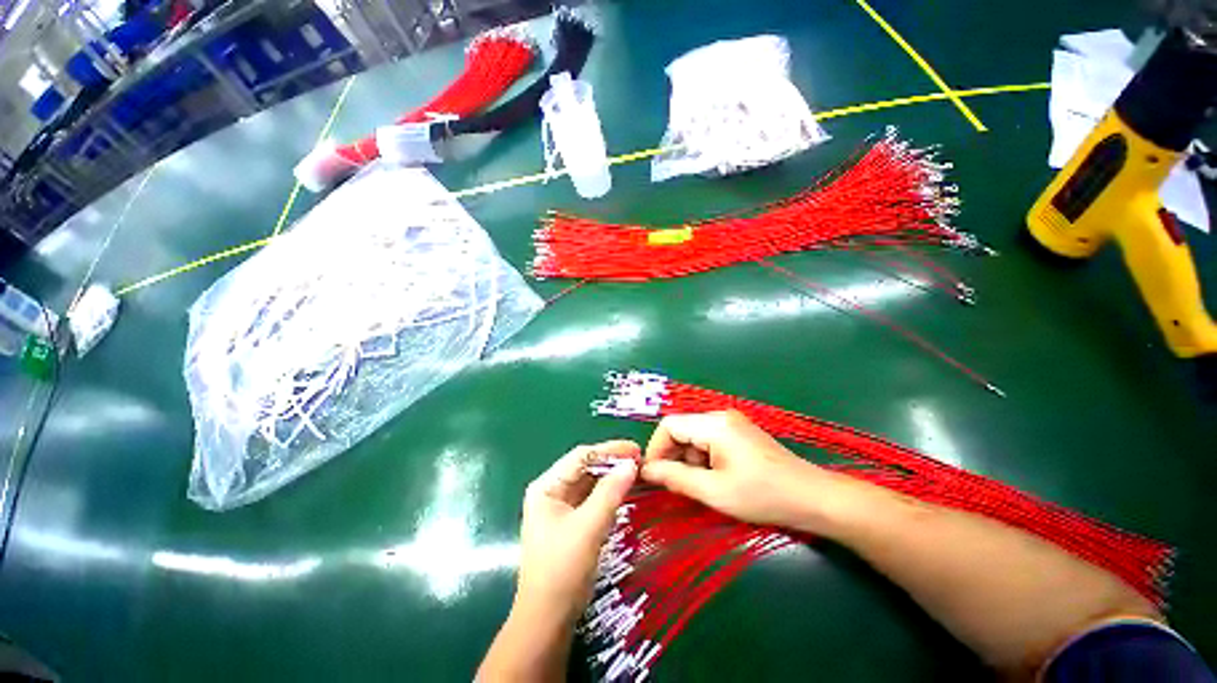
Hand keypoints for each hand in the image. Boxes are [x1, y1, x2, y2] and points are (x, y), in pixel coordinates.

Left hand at [516, 440, 638, 622]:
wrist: (547, 621)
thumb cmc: (563, 570)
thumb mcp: (589, 527)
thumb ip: (610, 492)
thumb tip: (631, 464)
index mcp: (547, 486)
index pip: (581, 456)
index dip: (609, 450)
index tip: (636, 449)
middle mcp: (551, 491)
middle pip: (585, 467)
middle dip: (612, 462)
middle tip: (640, 460)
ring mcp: (560, 507)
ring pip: (590, 483)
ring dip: (612, 477)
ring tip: (637, 471)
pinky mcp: (570, 522)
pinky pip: (591, 499)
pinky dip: (608, 493)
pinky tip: (625, 491)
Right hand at [641, 410, 856, 533]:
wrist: (813, 498)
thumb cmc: (762, 495)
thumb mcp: (714, 491)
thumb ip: (675, 478)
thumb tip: (646, 470)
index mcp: (713, 424)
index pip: (669, 425)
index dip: (655, 449)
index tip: (652, 476)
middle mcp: (720, 416)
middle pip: (681, 429)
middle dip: (672, 457)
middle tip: (673, 486)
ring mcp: (732, 423)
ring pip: (694, 437)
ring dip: (688, 460)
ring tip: (699, 487)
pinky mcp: (740, 434)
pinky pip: (709, 441)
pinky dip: (703, 459)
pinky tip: (714, 479)